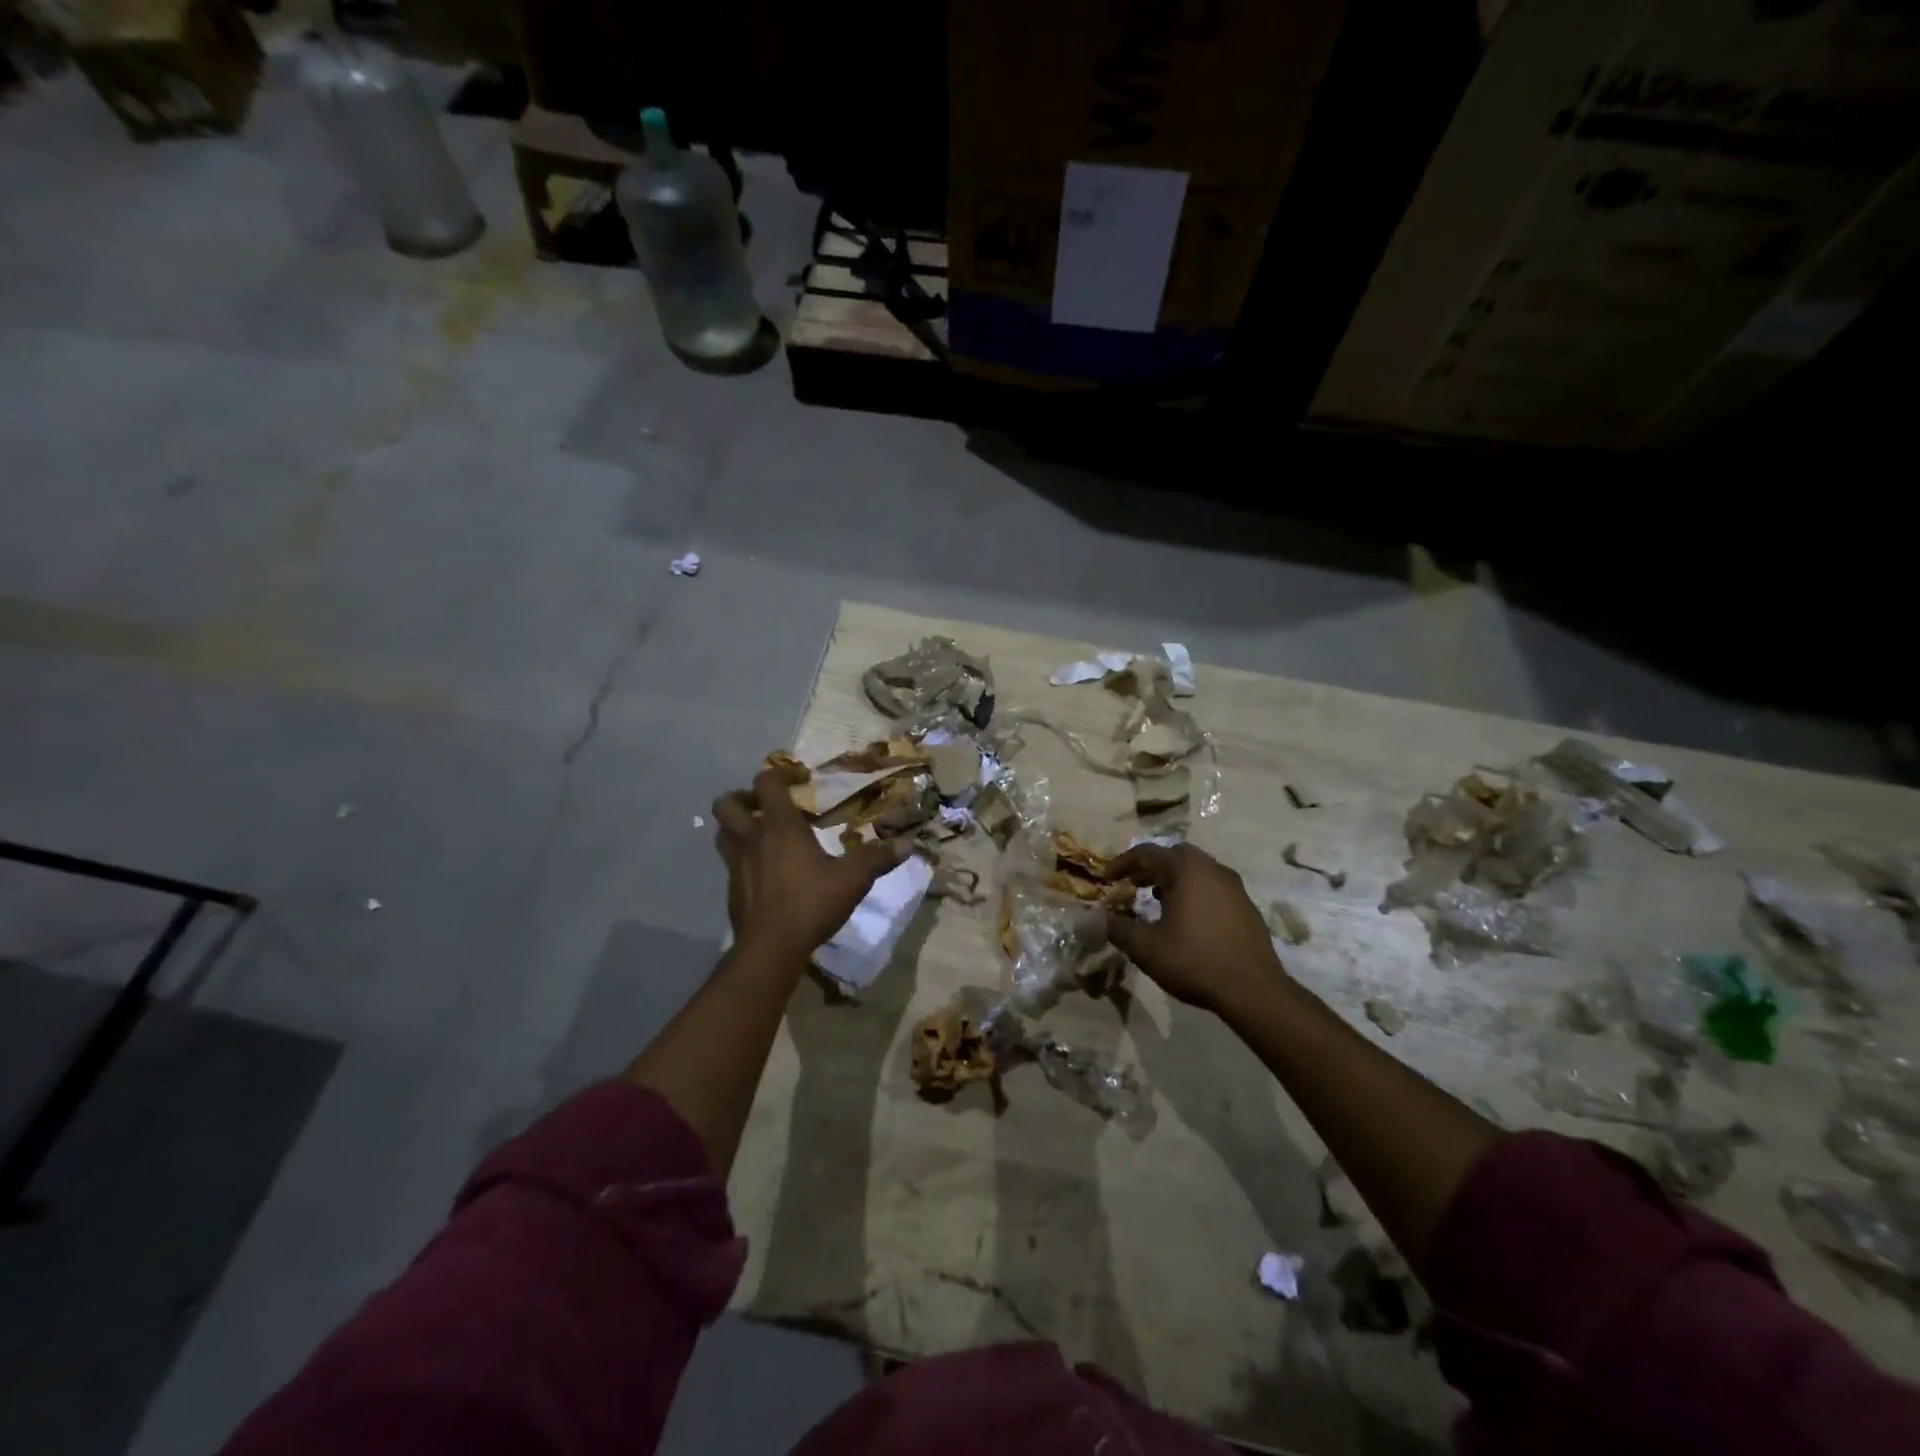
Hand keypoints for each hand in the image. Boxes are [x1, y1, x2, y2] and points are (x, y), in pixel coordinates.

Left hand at [712, 767, 909, 960]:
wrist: (771, 948)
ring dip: (736, 827)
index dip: (781, 774)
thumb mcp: (853, 879)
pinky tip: (764, 873)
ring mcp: (737, 865)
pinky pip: (730, 863)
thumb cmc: (811, 903)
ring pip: (721, 833)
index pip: (766, 782)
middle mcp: (752, 838)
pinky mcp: (732, 889)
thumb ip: (877, 859)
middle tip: (766, 806)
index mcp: (780, 826)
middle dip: (743, 797)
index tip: (802, 781)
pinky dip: (742, 860)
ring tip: (761, 834)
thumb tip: (907, 844)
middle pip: (727, 803)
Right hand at [1105, 843, 1286, 1016]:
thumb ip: (1119, 929)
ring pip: (1197, 871)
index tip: (1107, 878)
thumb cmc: (1194, 960)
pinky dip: (1194, 893)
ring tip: (1157, 901)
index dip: (1122, 863)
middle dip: (1151, 867)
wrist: (1253, 990)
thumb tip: (1100, 919)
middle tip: (1134, 884)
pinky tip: (1187, 919)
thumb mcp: (1146, 947)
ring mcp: (1234, 887)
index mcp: (1186, 870)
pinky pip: (1213, 888)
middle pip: (1175, 856)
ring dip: (1174, 880)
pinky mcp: (1247, 907)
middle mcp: (1212, 869)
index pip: (1147, 853)